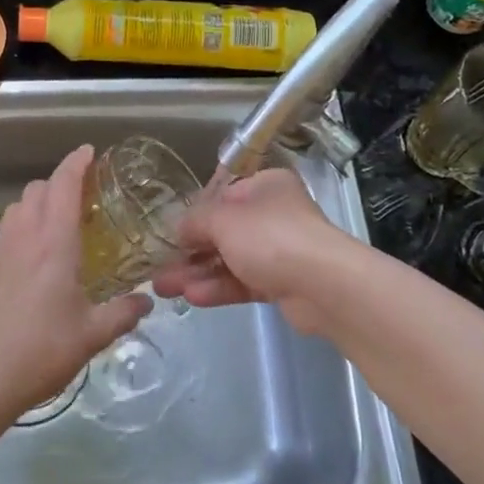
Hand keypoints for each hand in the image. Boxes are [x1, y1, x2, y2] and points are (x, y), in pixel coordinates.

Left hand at [0, 145, 151, 417]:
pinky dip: (18, 232)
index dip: (76, 163)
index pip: (64, 186)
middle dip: (58, 185)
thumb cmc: (44, 350)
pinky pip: (1, 233)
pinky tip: (27, 261)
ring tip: (53, 229)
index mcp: (54, 244)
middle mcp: (23, 236)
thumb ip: (124, 312)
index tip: (89, 152)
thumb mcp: (93, 334)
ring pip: (15, 208)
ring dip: (35, 206)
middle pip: (37, 189)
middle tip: (80, 202)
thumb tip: (147, 300)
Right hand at [151, 169, 351, 334]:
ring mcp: (280, 250)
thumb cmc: (271, 237)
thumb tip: (178, 229)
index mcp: (265, 186)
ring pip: (230, 259)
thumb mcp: (223, 220)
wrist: (325, 285)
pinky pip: (244, 282)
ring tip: (163, 288)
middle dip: (190, 250)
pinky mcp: (282, 283)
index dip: (194, 214)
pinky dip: (219, 288)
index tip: (170, 233)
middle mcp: (274, 214)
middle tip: (158, 267)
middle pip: (224, 231)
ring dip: (197, 273)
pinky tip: (192, 297)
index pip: (222, 196)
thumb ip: (196, 222)